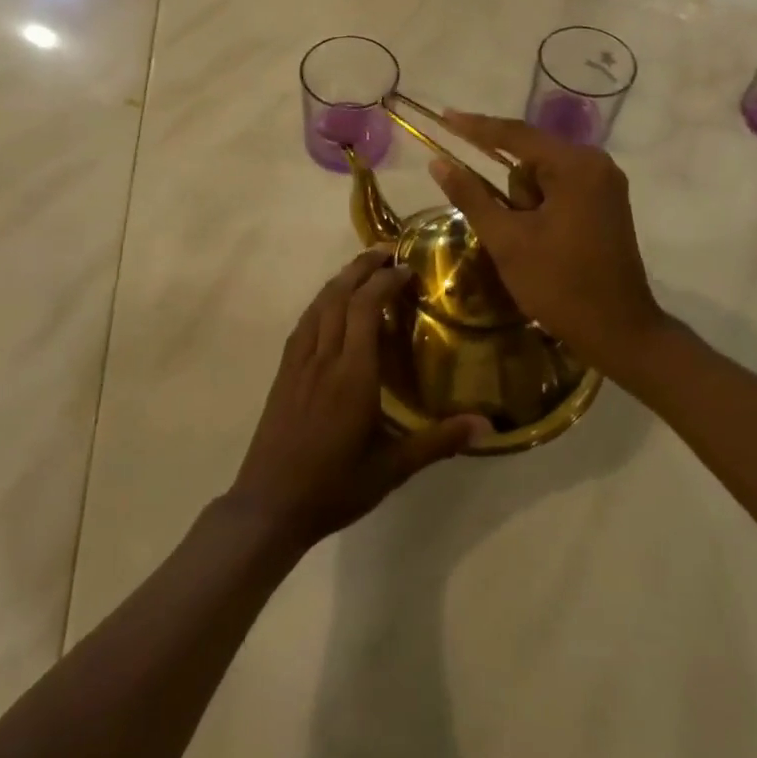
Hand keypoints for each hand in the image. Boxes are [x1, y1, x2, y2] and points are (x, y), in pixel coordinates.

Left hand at [227, 249, 488, 550]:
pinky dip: (321, 303)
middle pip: (339, 296)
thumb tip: (487, 425)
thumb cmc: (334, 487)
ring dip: (340, 280)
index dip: (384, 282)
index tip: (407, 269)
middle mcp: (323, 358)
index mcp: (352, 375)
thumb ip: (438, 442)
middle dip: (362, 268)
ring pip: (318, 305)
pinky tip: (329, 306)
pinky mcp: (283, 372)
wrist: (269, 504)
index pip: (365, 308)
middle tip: (386, 253)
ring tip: (362, 269)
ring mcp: (298, 363)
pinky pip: (303, 324)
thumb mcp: (392, 469)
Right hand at [428, 111, 666, 373]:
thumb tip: (437, 163)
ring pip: (542, 177)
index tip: (443, 117)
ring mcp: (604, 183)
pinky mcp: (605, 202)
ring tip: (533, 247)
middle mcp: (595, 164)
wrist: (619, 332)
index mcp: (576, 166)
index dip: (475, 127)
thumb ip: (471, 196)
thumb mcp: (507, 241)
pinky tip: (541, 240)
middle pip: (530, 158)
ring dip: (525, 205)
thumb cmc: (560, 285)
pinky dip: (539, 208)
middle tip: (513, 234)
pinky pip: (558, 190)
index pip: (515, 135)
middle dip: (511, 193)